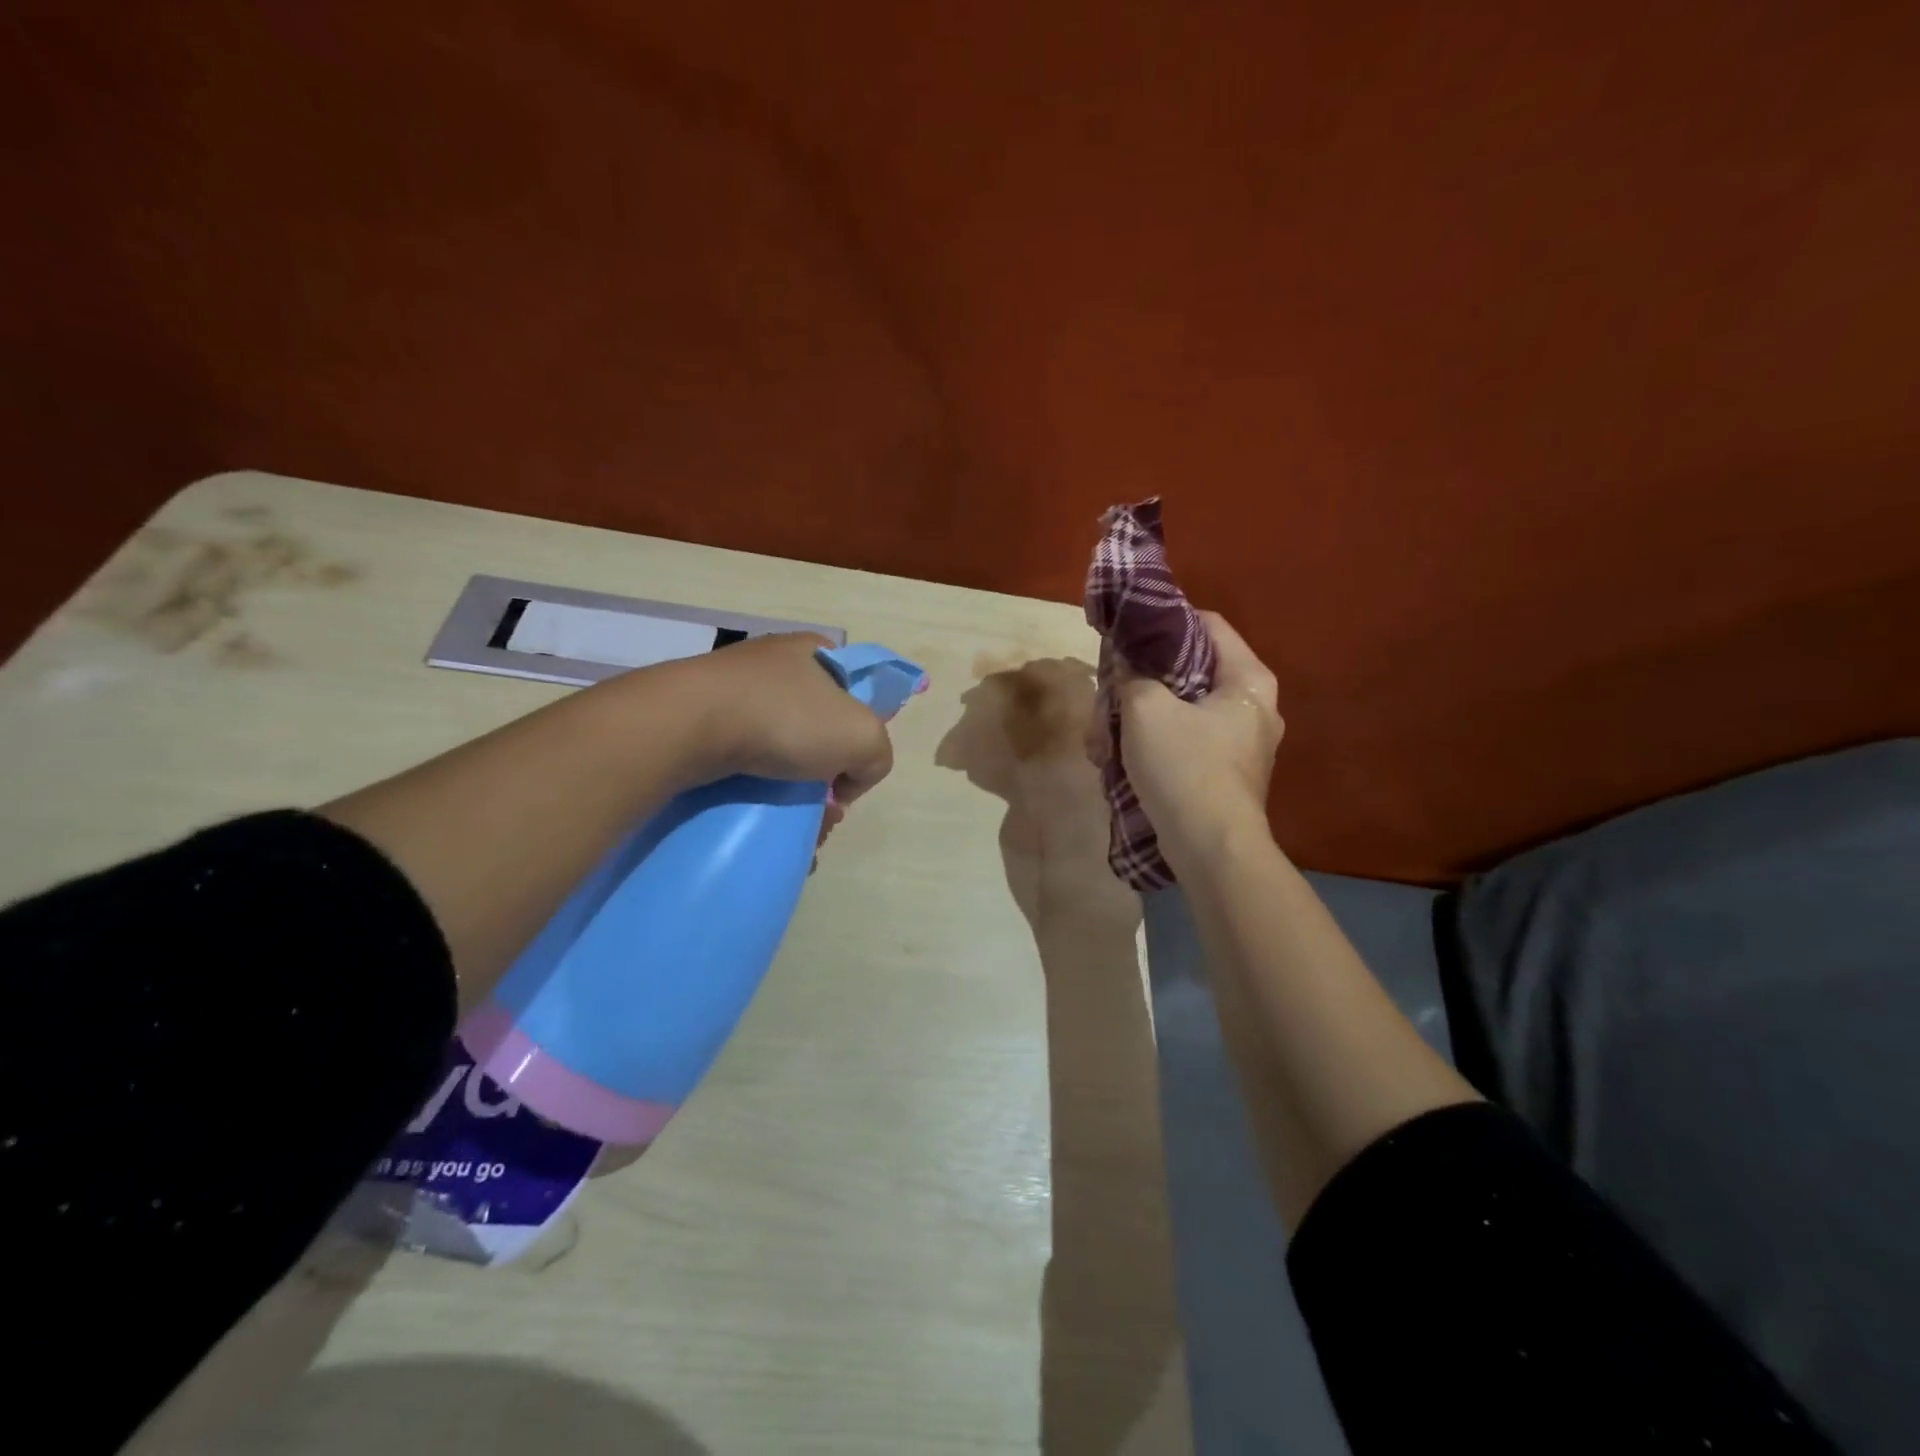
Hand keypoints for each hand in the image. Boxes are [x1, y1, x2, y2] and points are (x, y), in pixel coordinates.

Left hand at [666, 633, 894, 802]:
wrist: (688, 726)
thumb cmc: (785, 718)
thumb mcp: (864, 737)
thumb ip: (877, 757)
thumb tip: (844, 782)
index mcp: (813, 651)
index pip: (853, 688)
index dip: (860, 729)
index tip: (849, 765)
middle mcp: (772, 665)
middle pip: (817, 727)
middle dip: (827, 773)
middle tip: (824, 808)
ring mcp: (731, 691)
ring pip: (779, 749)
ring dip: (793, 790)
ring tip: (794, 825)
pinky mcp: (698, 720)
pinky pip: (741, 760)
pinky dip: (756, 790)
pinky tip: (761, 816)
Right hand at [1112, 612, 1282, 860]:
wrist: (1210, 848)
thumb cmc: (1184, 765)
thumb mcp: (1146, 708)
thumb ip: (1133, 674)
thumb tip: (1127, 664)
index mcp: (1248, 679)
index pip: (1207, 624)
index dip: (1164, 621)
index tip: (1127, 632)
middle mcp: (1252, 706)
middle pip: (1188, 672)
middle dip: (1139, 683)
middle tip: (1106, 694)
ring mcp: (1239, 743)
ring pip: (1178, 711)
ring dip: (1135, 721)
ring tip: (1100, 739)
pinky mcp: (1222, 774)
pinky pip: (1181, 743)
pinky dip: (1149, 747)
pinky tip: (1115, 762)